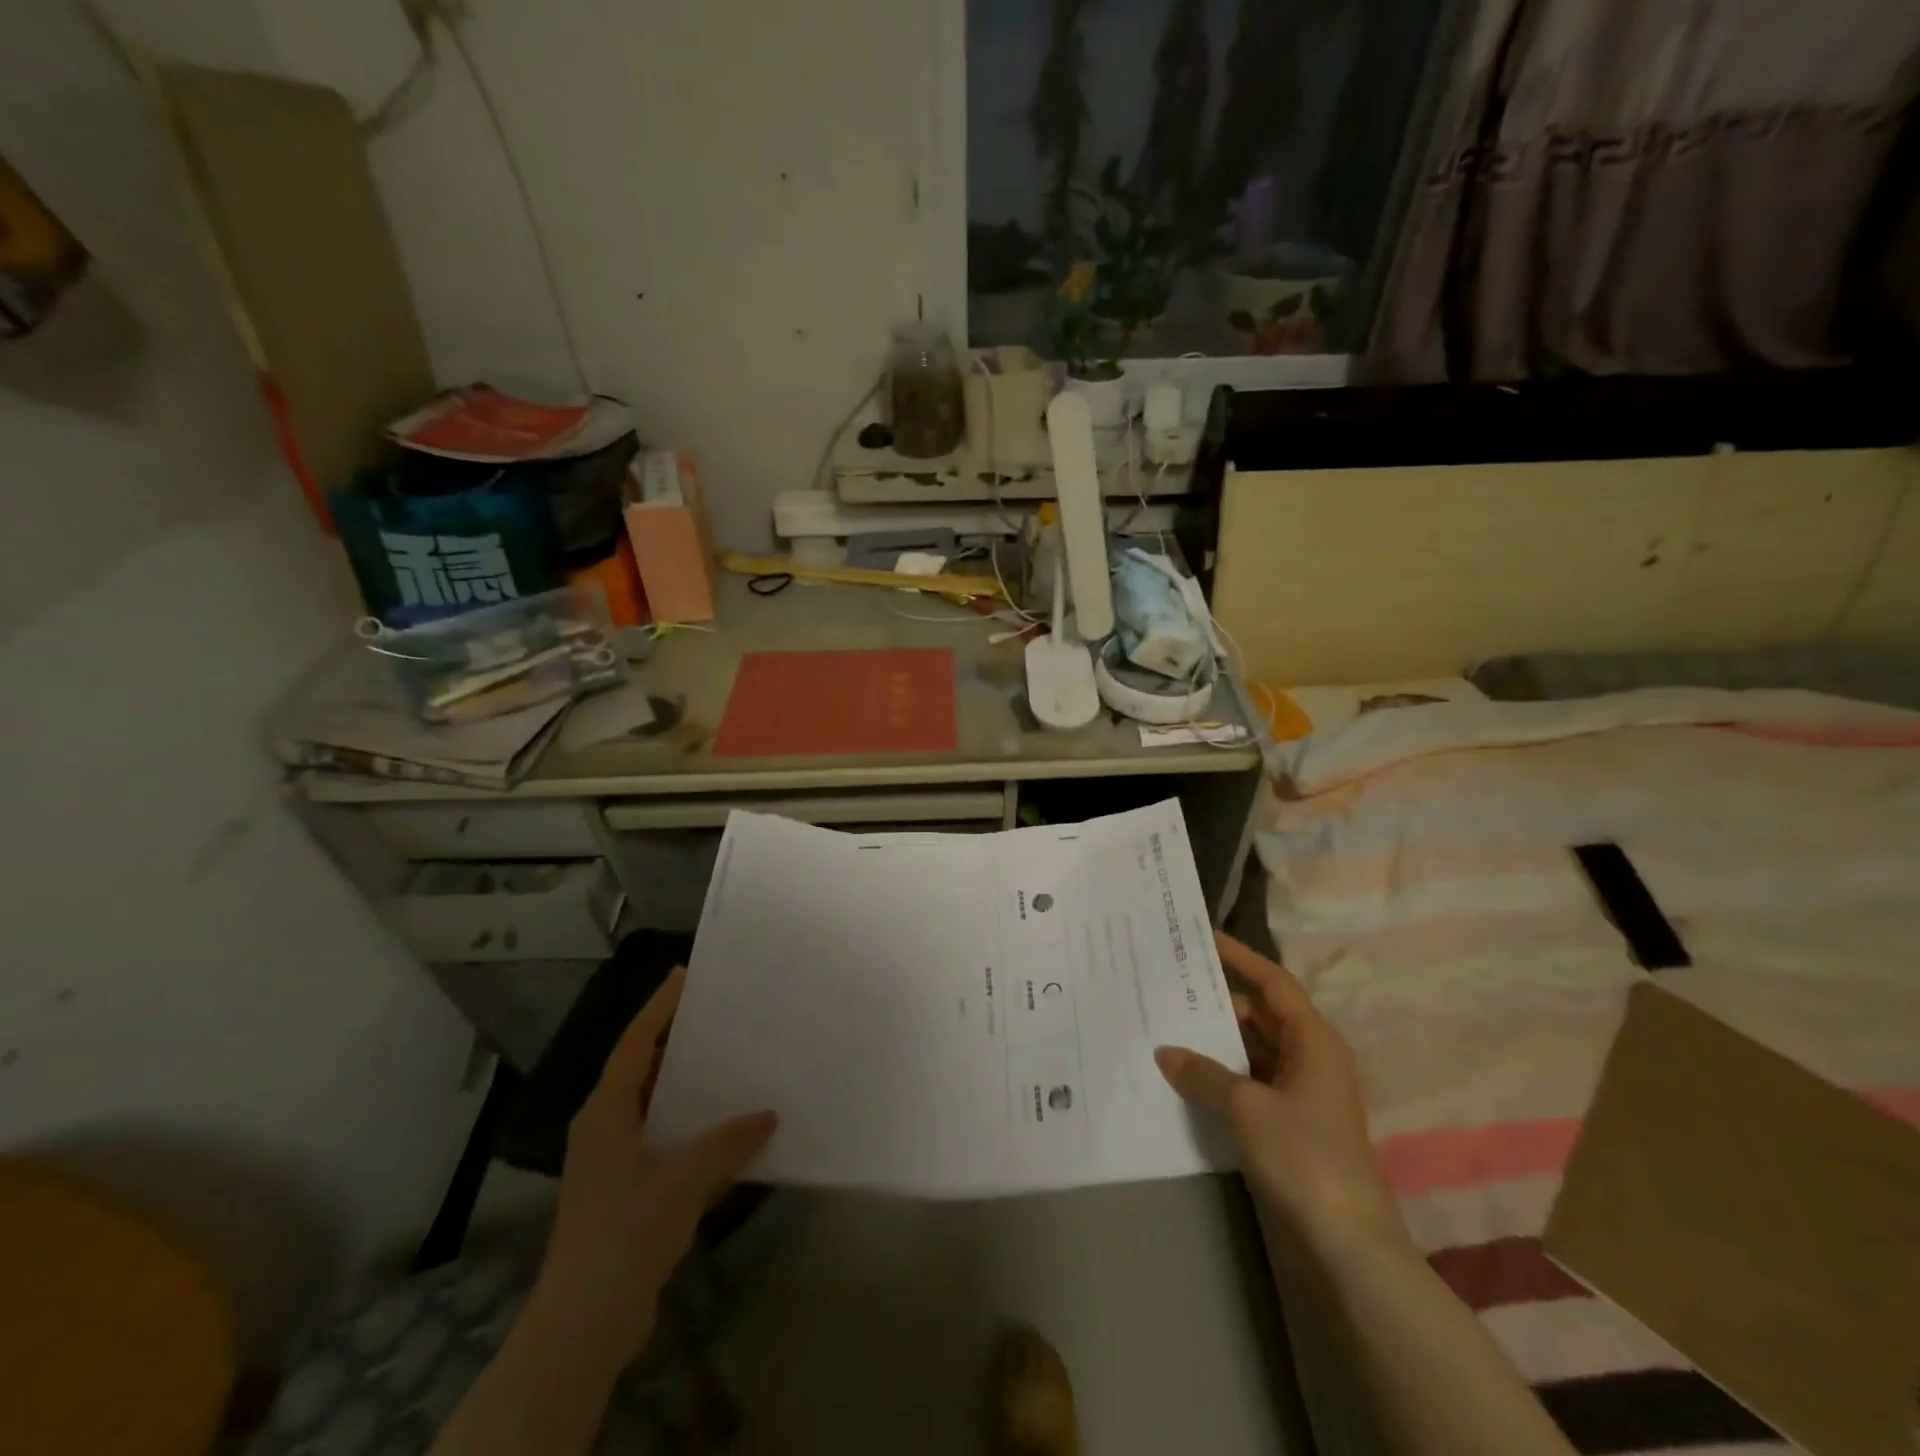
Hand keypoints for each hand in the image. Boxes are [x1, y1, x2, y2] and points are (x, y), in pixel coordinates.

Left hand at [532, 967, 776, 1366]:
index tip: (684, 975)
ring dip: (684, 1086)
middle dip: (675, 1042)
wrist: (585, 1323)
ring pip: (651, 1105)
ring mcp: (610, 1161)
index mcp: (605, 1112)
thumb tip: (769, 1114)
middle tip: (717, 1018)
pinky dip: (687, 1126)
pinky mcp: (622, 1190)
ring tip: (727, 1064)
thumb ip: (728, 1142)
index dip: (658, 1007)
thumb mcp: (685, 1180)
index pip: (634, 1043)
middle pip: (640, 1069)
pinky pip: (659, 1138)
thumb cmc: (627, 1233)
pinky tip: (722, 1130)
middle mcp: (603, 1127)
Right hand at [1156, 932, 1400, 1247]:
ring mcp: (1304, 1093)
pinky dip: (1225, 1074)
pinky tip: (1190, 1075)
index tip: (1204, 938)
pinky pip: (1253, 1081)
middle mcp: (1312, 1058)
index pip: (1273, 982)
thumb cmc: (1304, 1156)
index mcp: (1314, 1041)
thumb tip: (1166, 1051)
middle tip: (1174, 983)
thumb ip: (1203, 1073)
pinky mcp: (1293, 1124)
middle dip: (1221, 999)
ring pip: (1256, 1049)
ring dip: (1220, 1039)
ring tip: (1172, 1023)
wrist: (1348, 1243)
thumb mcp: (1246, 1108)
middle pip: (1264, 1013)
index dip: (1240, 957)